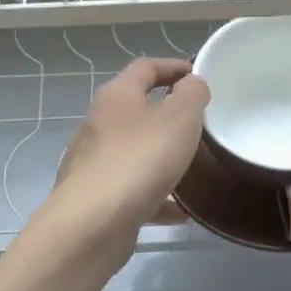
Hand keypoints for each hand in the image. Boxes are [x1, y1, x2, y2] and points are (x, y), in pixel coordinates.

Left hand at [46, 58, 209, 249]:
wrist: (92, 224)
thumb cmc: (139, 160)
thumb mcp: (179, 119)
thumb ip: (191, 95)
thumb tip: (192, 84)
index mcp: (117, 96)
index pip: (145, 68)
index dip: (172, 66)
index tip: (197, 76)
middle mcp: (99, 124)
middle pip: (136, 110)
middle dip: (167, 115)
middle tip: (198, 124)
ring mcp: (94, 163)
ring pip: (135, 152)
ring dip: (161, 157)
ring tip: (192, 169)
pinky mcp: (96, 197)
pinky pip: (133, 190)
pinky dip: (156, 196)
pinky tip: (179, 212)